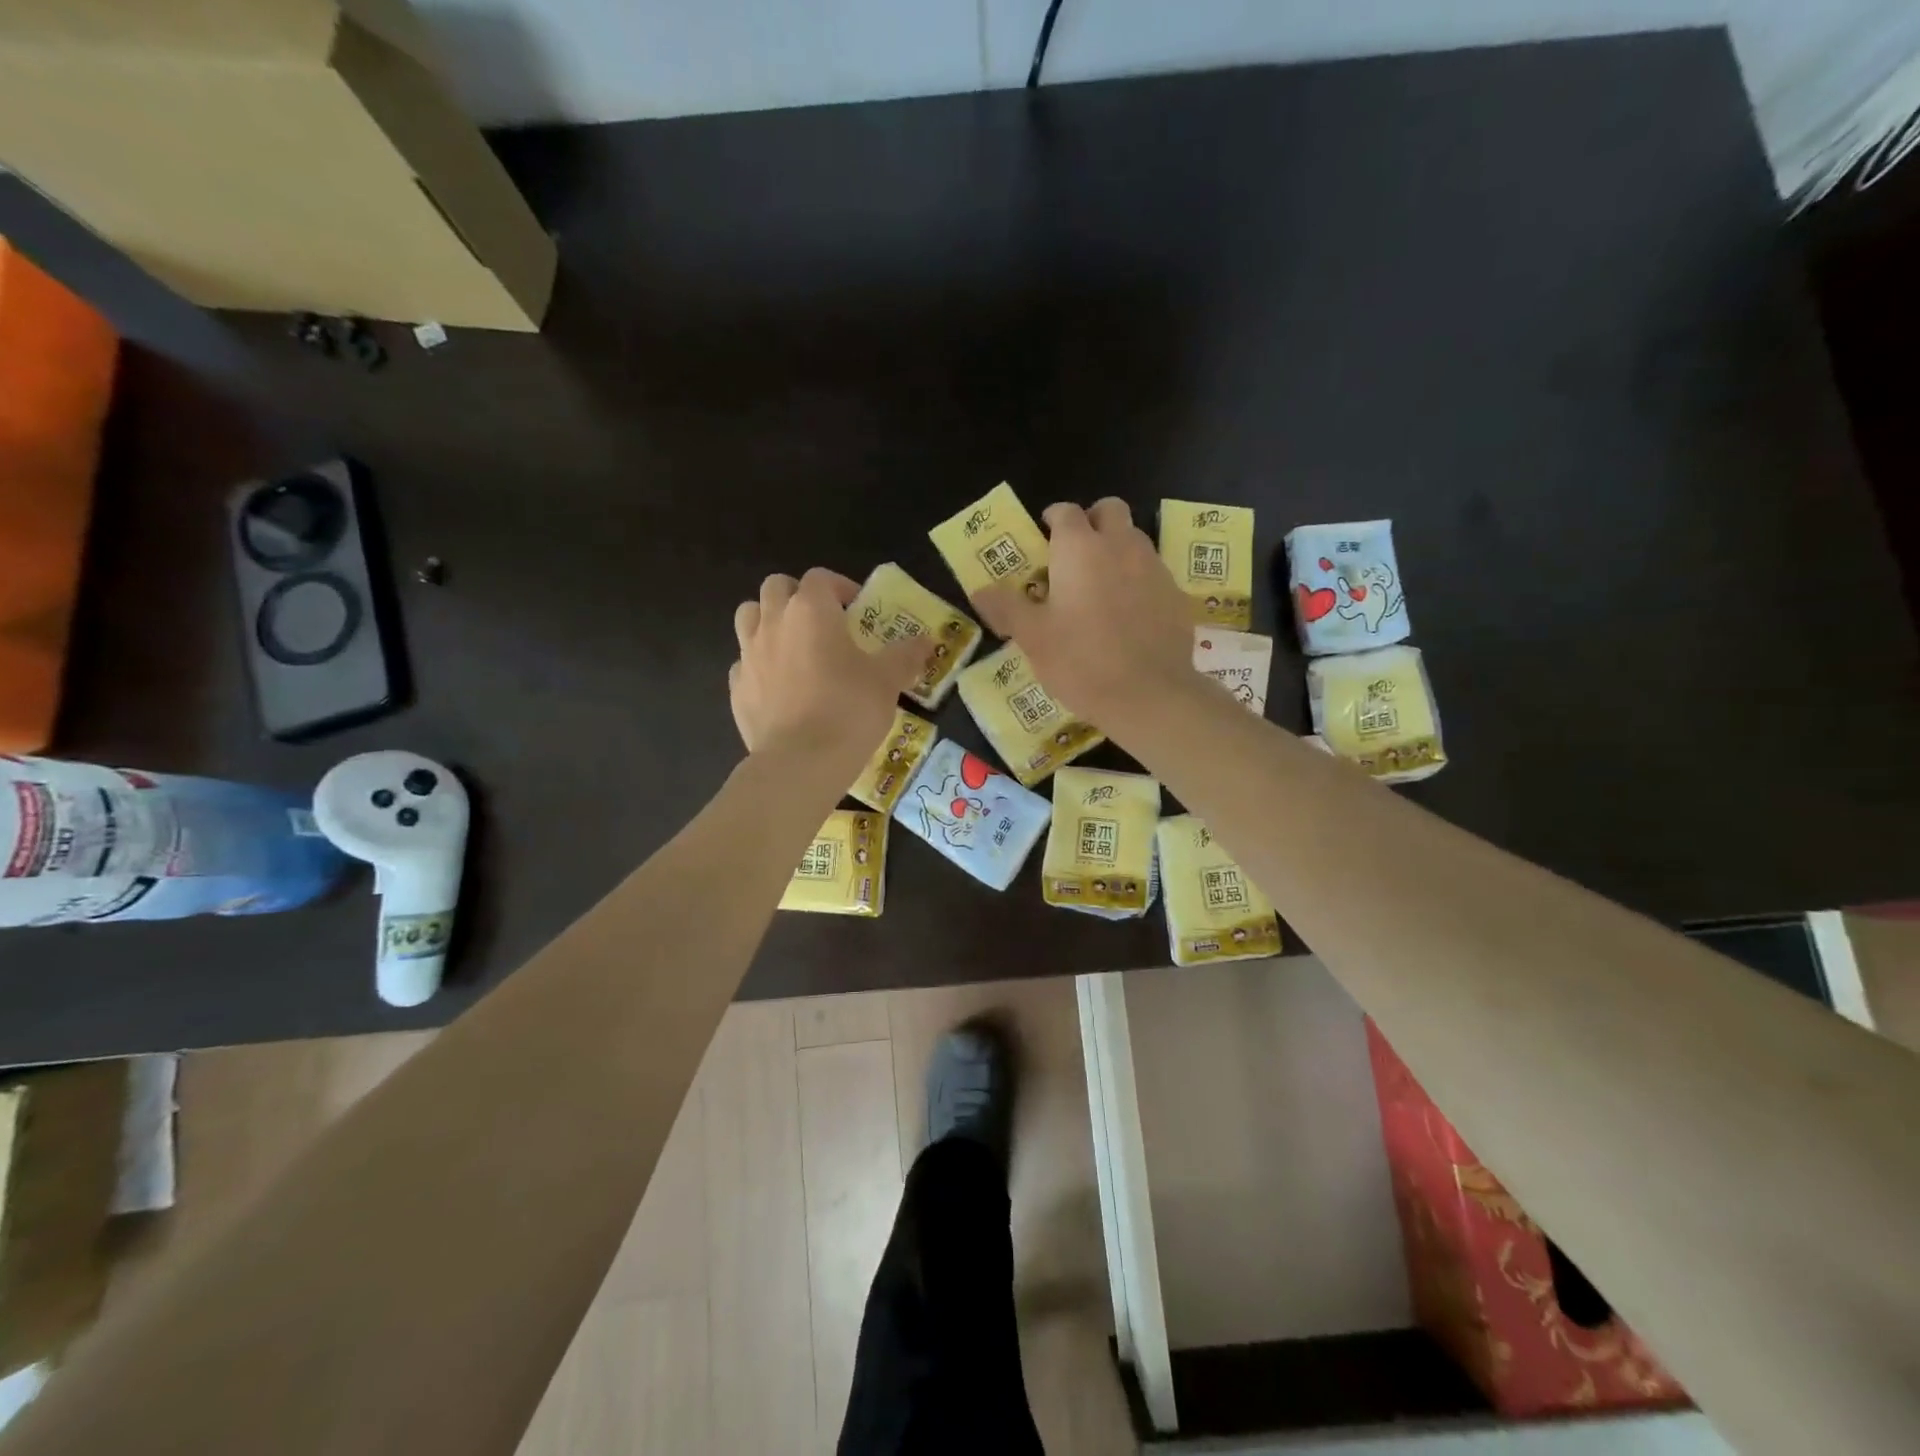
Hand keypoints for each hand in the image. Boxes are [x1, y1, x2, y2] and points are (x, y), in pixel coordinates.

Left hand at [730, 568, 925, 772]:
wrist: (801, 762)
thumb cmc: (849, 711)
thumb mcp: (888, 681)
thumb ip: (906, 655)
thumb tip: (926, 642)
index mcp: (811, 610)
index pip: (820, 577)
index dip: (840, 587)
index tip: (857, 609)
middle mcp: (773, 622)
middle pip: (777, 587)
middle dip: (798, 596)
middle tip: (822, 622)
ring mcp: (749, 654)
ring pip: (749, 616)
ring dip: (769, 620)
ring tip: (793, 645)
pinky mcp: (736, 687)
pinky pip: (744, 661)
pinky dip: (759, 664)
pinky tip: (779, 685)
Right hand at [972, 498, 1194, 725]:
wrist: (1148, 695)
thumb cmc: (1080, 661)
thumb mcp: (1032, 637)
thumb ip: (1006, 607)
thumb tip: (979, 590)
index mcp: (1079, 548)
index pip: (1066, 512)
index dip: (1053, 520)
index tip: (1043, 537)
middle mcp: (1120, 545)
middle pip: (1110, 510)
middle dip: (1092, 521)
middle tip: (1075, 554)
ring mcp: (1154, 567)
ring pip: (1134, 539)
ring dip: (1116, 549)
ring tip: (1099, 587)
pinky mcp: (1176, 594)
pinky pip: (1153, 573)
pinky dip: (1137, 581)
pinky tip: (1128, 615)